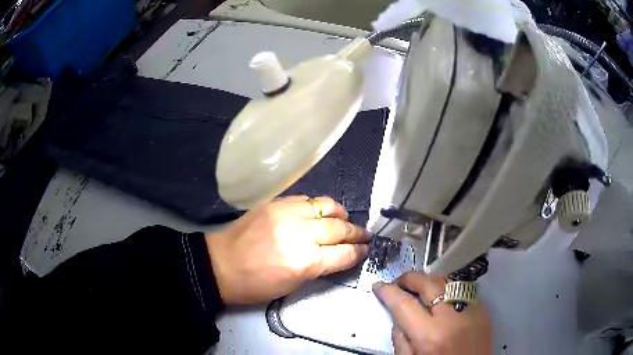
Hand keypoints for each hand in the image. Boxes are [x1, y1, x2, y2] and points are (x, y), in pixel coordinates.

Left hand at [206, 195, 370, 303]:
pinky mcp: (276, 202)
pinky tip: (320, 213)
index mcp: (306, 262)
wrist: (220, 264)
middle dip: (357, 233)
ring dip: (341, 214)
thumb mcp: (293, 284)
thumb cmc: (256, 284)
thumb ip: (319, 267)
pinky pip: (307, 199)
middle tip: (365, 235)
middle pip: (340, 228)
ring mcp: (287, 213)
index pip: (344, 254)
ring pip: (327, 206)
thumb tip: (339, 255)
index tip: (366, 249)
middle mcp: (301, 234)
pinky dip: (318, 206)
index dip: (359, 252)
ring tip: (345, 220)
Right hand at [373, 272, 490, 354]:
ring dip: (429, 281)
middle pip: (428, 284)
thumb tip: (397, 319)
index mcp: (430, 336)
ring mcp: (472, 311)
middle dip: (409, 278)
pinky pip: (462, 290)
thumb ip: (400, 340)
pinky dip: (447, 288)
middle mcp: (453, 319)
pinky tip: (441, 297)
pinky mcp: (483, 310)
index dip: (388, 291)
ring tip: (419, 288)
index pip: (404, 304)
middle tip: (399, 282)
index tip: (380, 286)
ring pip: (447, 281)